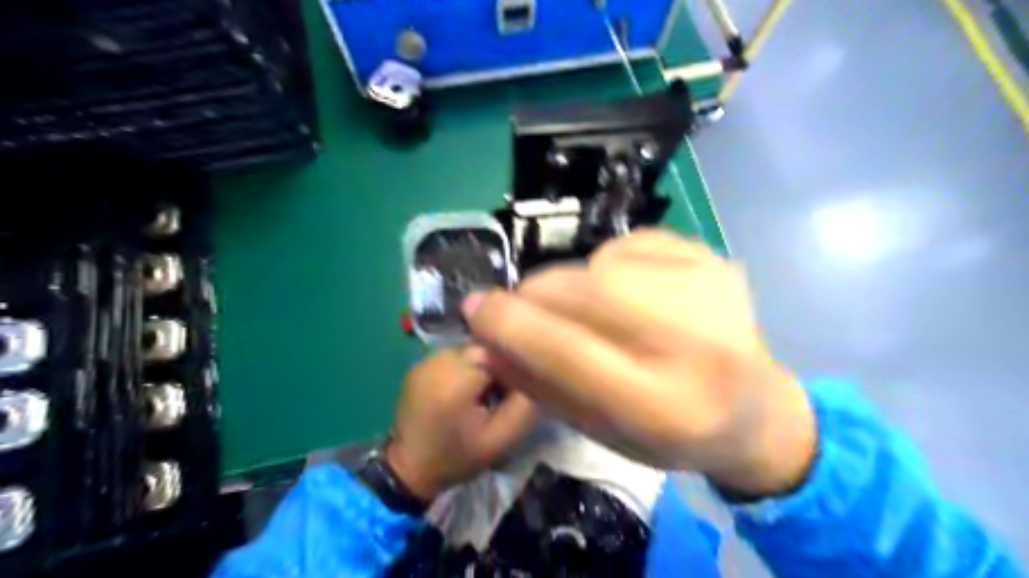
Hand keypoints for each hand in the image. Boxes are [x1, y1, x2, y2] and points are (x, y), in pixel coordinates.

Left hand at [386, 347, 538, 501]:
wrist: (409, 469)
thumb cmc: (458, 456)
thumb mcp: (501, 439)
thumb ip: (524, 404)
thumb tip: (536, 374)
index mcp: (458, 378)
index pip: (500, 350)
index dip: (514, 367)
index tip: (515, 390)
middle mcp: (439, 359)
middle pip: (483, 346)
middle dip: (497, 365)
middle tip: (499, 394)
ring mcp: (426, 359)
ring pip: (469, 348)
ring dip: (481, 365)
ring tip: (480, 393)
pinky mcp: (419, 364)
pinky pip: (452, 355)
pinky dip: (464, 367)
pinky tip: (461, 391)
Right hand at [463, 230, 816, 495]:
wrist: (756, 410)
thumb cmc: (670, 434)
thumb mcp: (599, 430)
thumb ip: (538, 385)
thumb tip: (482, 343)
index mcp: (664, 407)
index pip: (567, 351)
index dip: (509, 325)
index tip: (473, 309)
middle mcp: (695, 343)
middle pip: (582, 293)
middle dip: (533, 296)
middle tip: (522, 309)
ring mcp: (710, 291)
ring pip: (600, 263)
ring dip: (573, 285)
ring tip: (594, 314)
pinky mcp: (714, 260)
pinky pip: (629, 246)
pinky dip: (610, 266)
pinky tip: (632, 295)